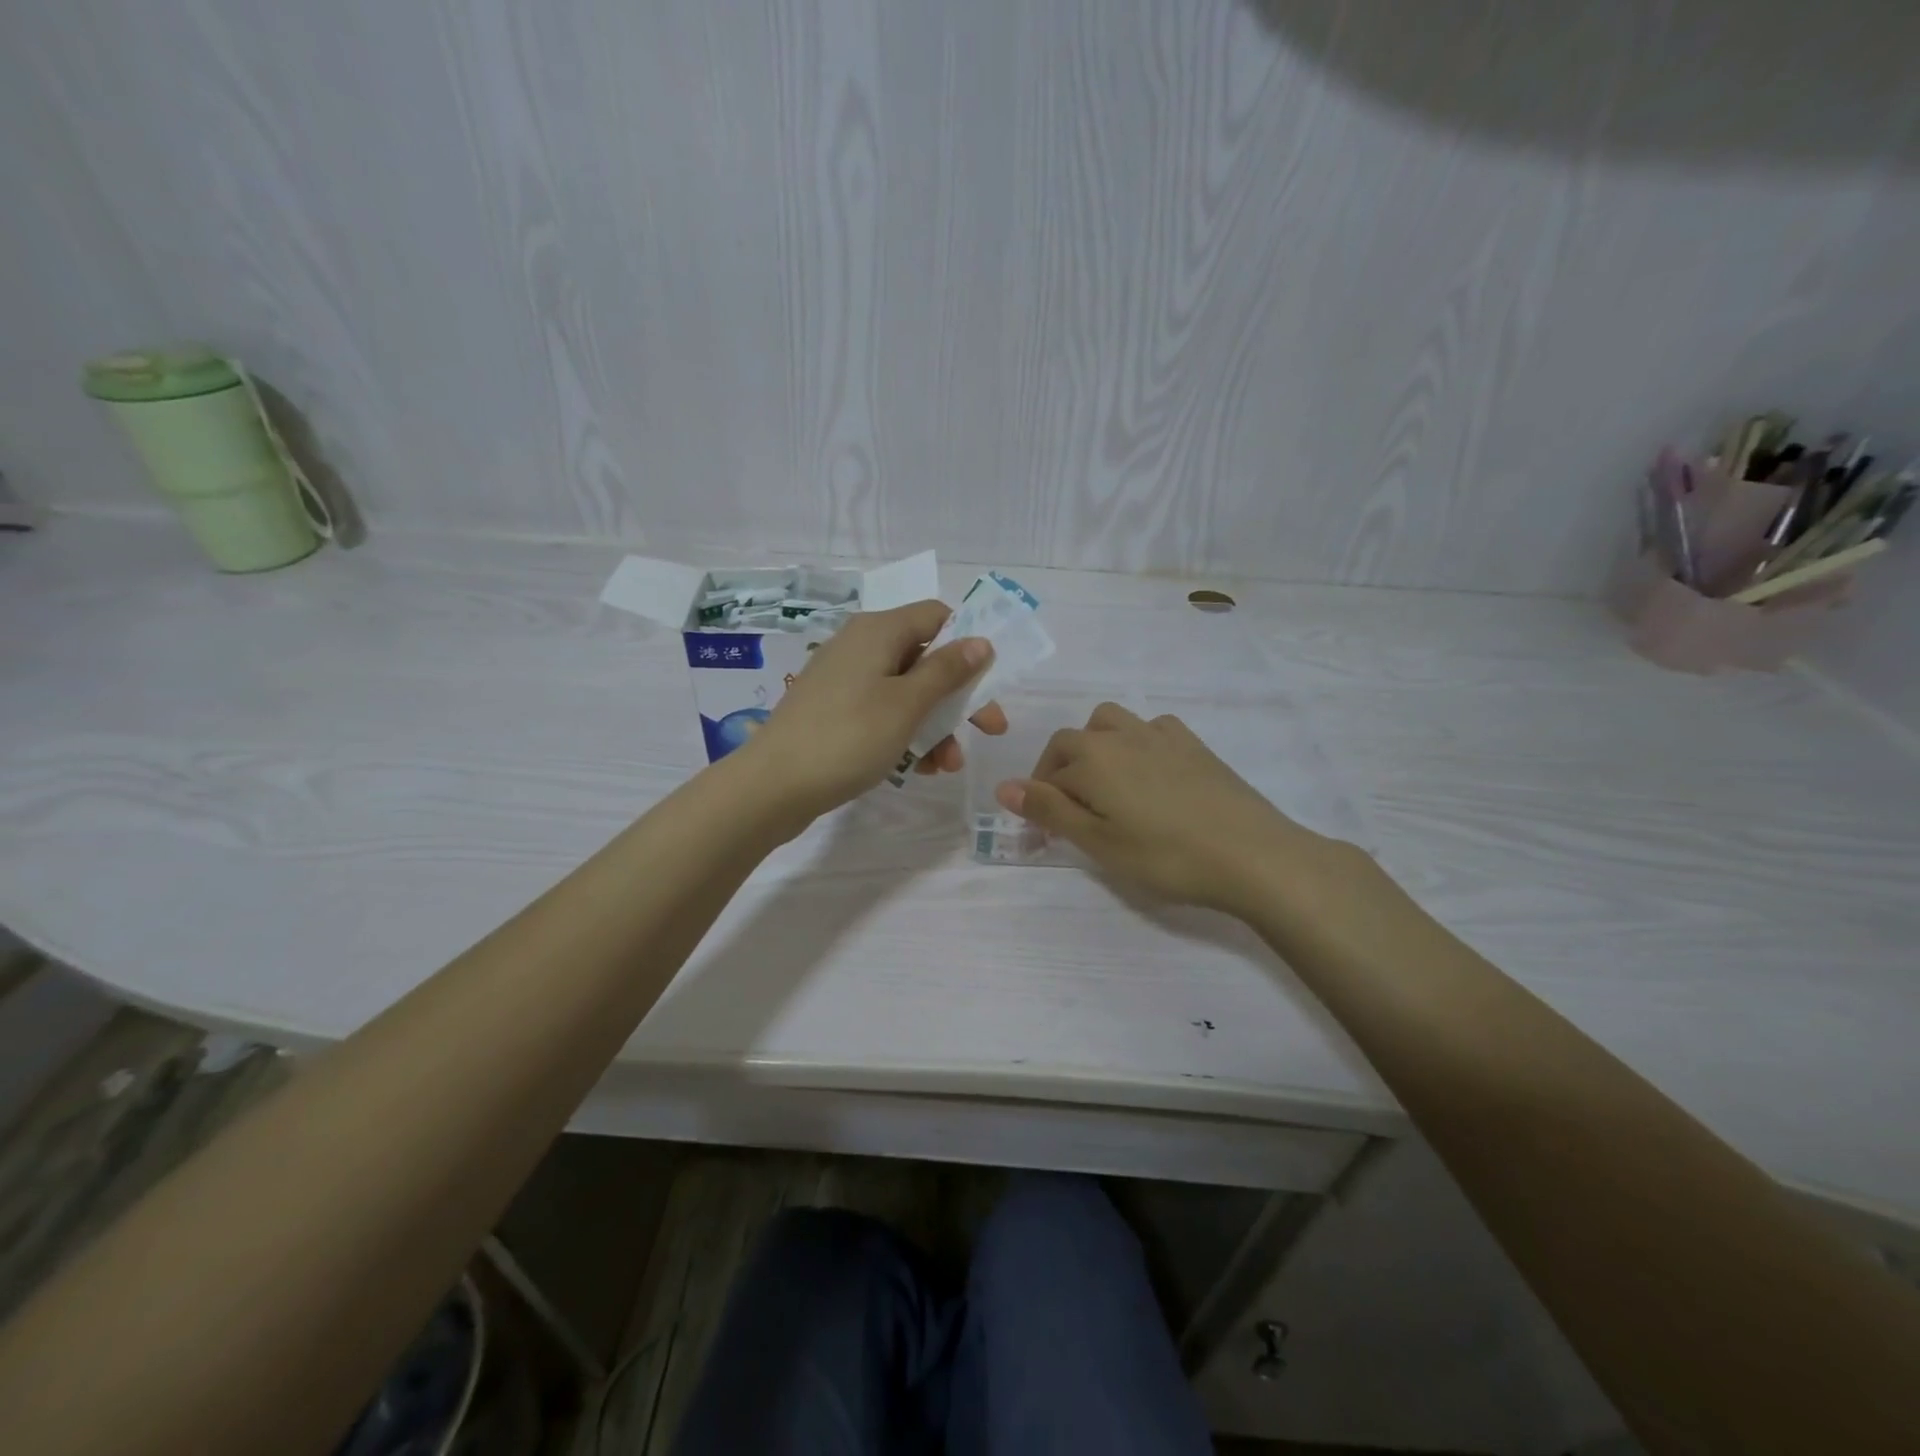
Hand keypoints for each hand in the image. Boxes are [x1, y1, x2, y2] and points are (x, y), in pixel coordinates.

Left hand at [744, 600, 1008, 818]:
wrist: (772, 786)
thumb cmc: (847, 737)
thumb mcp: (906, 704)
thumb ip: (947, 671)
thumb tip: (981, 641)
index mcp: (878, 631)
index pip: (936, 616)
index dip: (967, 643)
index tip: (989, 680)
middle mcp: (860, 646)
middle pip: (925, 658)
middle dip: (958, 697)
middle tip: (989, 730)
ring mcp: (843, 680)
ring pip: (905, 692)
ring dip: (935, 725)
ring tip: (947, 766)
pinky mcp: (833, 711)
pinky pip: (881, 713)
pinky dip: (905, 735)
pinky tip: (920, 769)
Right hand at [994, 702, 1333, 912]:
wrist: (1251, 854)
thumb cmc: (1165, 856)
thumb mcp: (1098, 842)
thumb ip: (1050, 811)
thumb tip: (1003, 786)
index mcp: (1091, 758)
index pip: (1047, 775)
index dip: (1039, 804)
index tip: (1045, 836)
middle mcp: (1120, 735)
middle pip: (1073, 741)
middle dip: (1060, 771)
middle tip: (1071, 814)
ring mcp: (1160, 735)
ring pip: (1110, 723)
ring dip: (1096, 747)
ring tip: (1105, 785)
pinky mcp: (1194, 744)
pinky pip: (1152, 728)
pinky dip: (1137, 742)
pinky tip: (1150, 772)